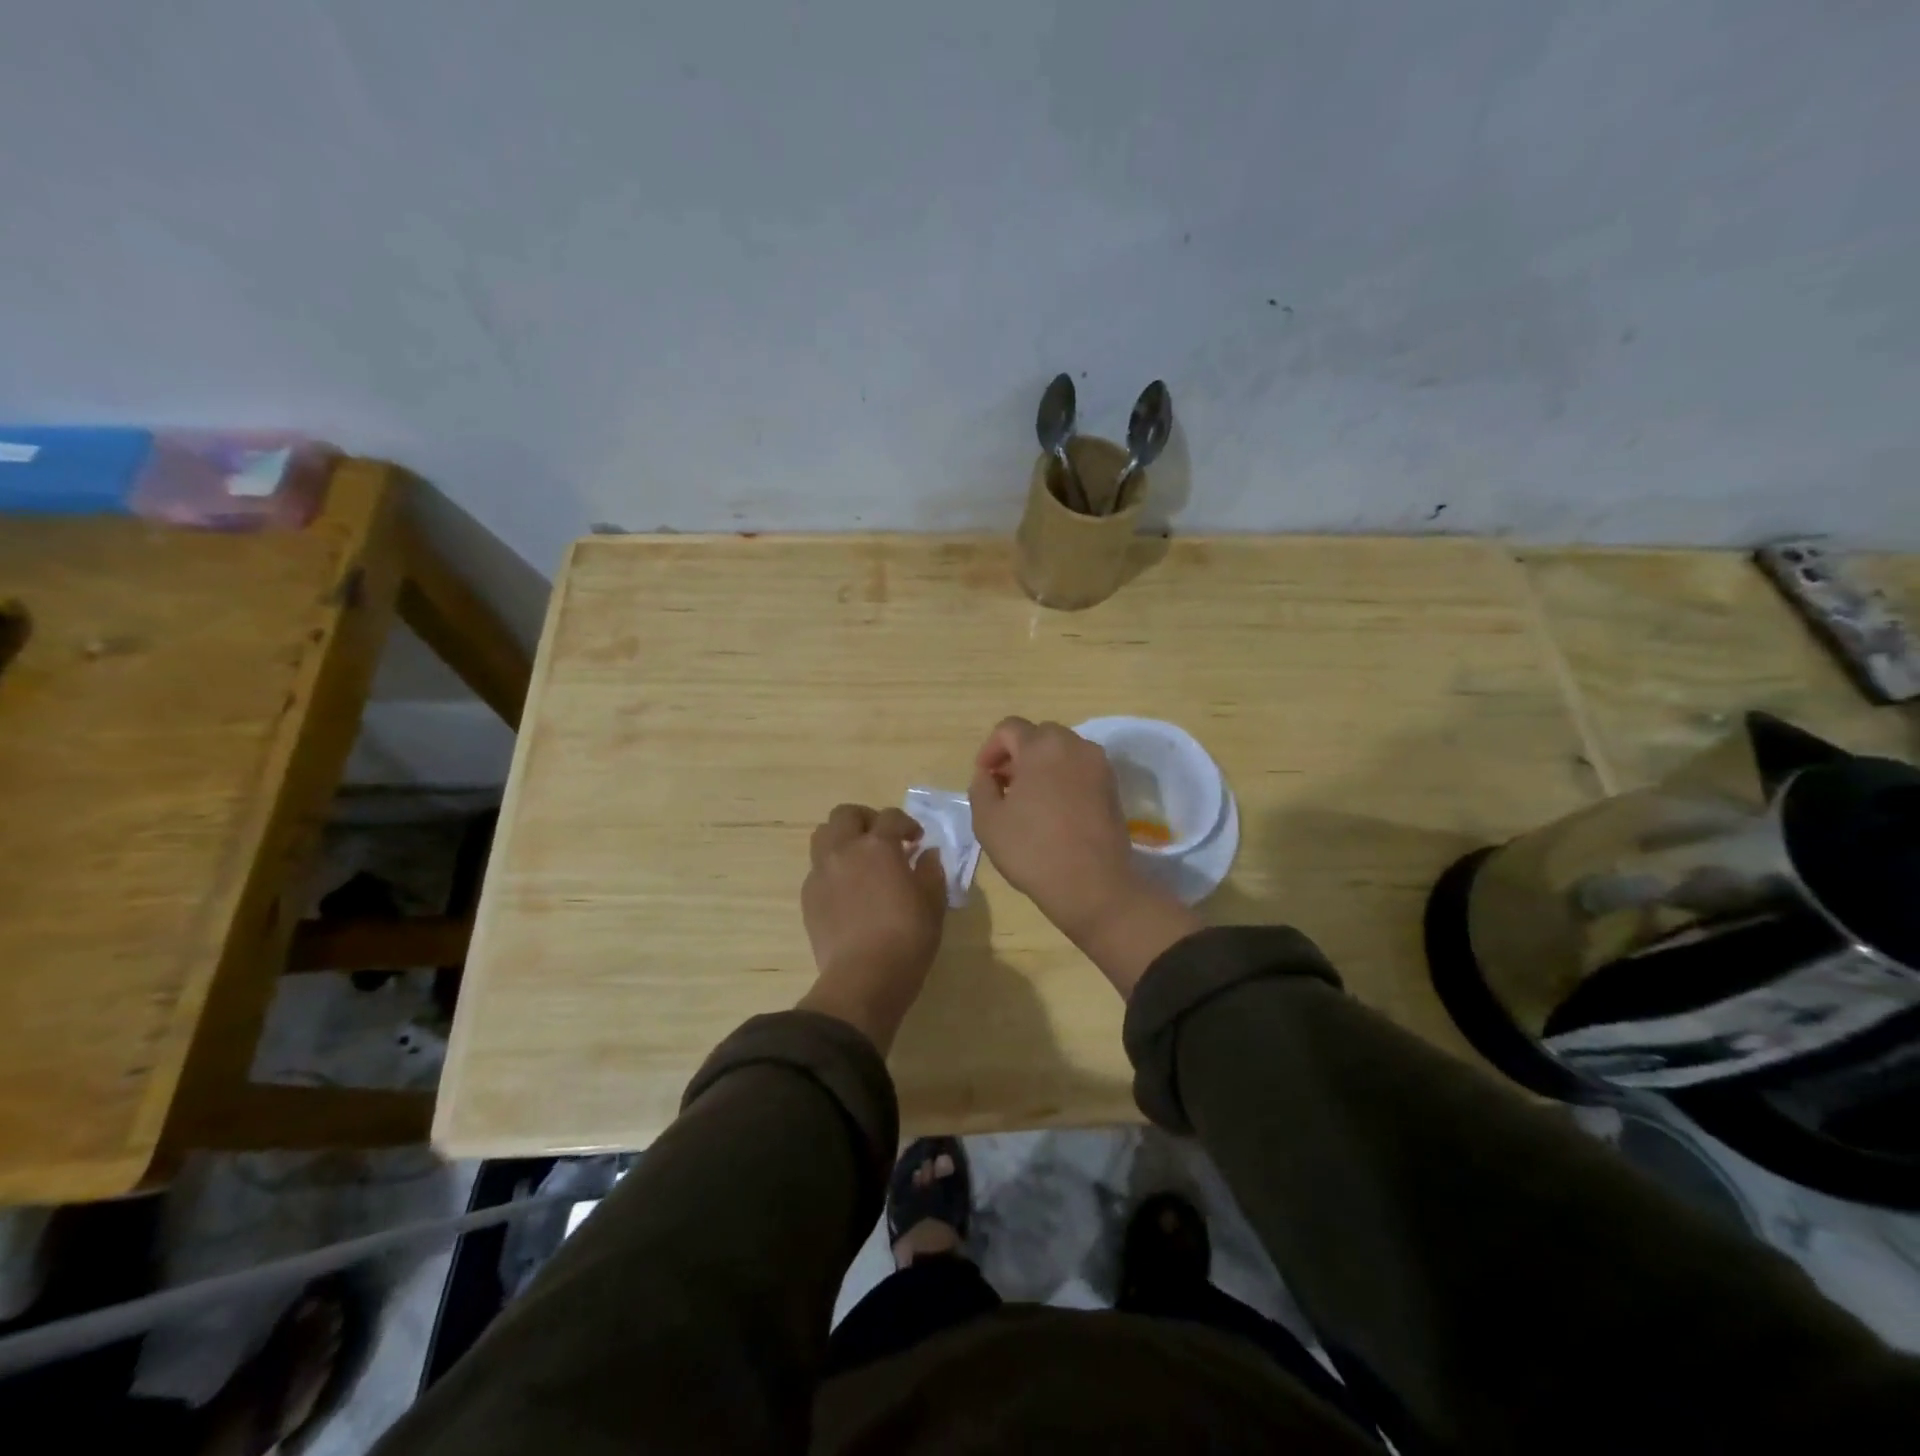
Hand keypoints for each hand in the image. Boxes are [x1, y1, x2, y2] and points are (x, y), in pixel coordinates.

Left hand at [797, 804, 946, 1052]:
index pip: (891, 817)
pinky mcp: (808, 896)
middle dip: (866, 819)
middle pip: (846, 814)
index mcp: (878, 846)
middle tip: (882, 839)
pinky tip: (847, 889)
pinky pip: (817, 868)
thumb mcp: (933, 903)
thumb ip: (931, 872)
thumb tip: (928, 855)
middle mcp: (845, 850)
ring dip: (842, 838)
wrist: (864, 978)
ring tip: (859, 858)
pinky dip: (832, 868)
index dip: (907, 824)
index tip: (917, 840)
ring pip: (823, 836)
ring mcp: (821, 872)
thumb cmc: (907, 938)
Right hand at [967, 718, 1137, 938]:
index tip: (984, 776)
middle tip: (1004, 785)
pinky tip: (1053, 810)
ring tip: (1029, 799)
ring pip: (1062, 751)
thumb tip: (989, 774)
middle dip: (1017, 754)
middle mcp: (1075, 745)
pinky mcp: (1113, 787)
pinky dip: (1063, 778)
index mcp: (1042, 746)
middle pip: (1039, 735)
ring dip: (1041, 765)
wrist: (1094, 886)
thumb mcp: (987, 820)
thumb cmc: (1034, 850)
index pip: (1009, 728)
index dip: (990, 749)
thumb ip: (980, 787)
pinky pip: (1080, 769)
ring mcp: (1099, 765)